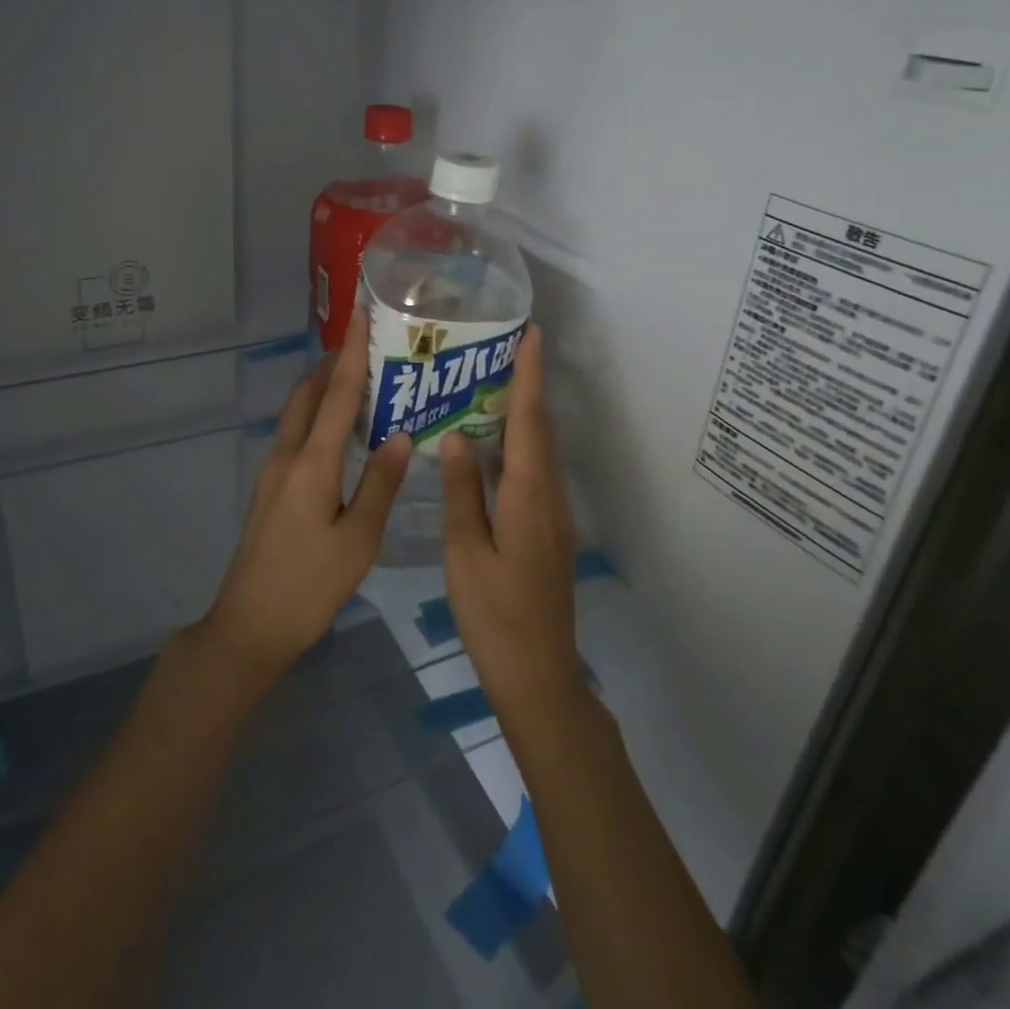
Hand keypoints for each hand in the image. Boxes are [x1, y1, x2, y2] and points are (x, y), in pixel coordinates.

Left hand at [197, 308, 412, 684]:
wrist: (250, 623)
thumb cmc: (311, 584)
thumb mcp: (359, 539)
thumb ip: (380, 483)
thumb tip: (400, 435)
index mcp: (312, 463)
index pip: (336, 394)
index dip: (351, 352)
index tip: (360, 313)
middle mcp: (288, 455)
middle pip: (308, 394)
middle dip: (331, 363)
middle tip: (364, 344)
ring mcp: (272, 471)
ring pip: (298, 413)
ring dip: (321, 388)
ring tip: (355, 378)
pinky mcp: (269, 487)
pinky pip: (295, 434)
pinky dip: (316, 415)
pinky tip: (338, 430)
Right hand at [441, 325, 583, 718]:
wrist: (538, 675)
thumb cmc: (494, 615)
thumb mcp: (465, 552)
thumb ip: (462, 491)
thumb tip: (456, 437)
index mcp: (528, 496)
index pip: (529, 421)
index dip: (529, 375)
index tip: (531, 334)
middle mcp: (549, 497)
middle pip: (541, 430)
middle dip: (528, 385)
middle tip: (502, 350)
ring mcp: (553, 516)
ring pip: (540, 451)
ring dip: (524, 414)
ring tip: (491, 386)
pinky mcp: (548, 532)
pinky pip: (535, 473)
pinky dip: (518, 446)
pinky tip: (490, 448)